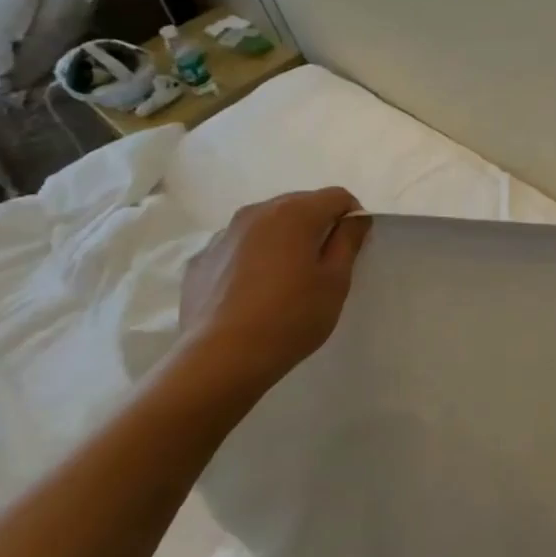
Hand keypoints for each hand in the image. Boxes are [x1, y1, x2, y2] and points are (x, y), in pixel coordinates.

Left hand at [176, 186, 369, 399]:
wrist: (221, 359)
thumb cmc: (291, 317)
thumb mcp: (336, 281)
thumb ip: (348, 241)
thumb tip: (354, 218)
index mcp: (294, 213)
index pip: (337, 196)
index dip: (352, 217)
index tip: (352, 248)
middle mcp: (256, 212)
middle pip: (299, 205)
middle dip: (317, 225)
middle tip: (323, 265)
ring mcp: (222, 235)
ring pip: (266, 225)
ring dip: (283, 240)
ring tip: (286, 280)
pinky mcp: (201, 261)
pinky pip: (238, 247)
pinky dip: (253, 258)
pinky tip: (254, 293)